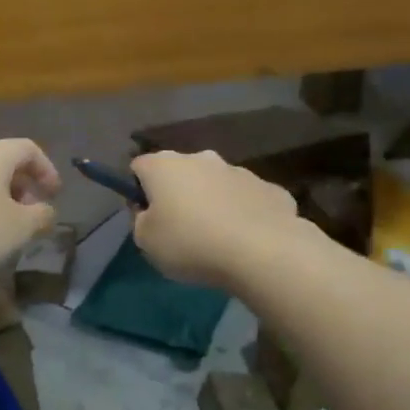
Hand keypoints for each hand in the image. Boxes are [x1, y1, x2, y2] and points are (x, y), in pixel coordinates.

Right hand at [130, 150, 300, 288]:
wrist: (262, 251)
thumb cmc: (191, 244)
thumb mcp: (146, 242)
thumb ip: (141, 221)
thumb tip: (149, 212)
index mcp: (164, 166)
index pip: (140, 167)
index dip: (138, 190)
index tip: (145, 216)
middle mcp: (201, 158)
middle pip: (180, 172)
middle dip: (178, 194)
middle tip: (180, 229)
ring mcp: (239, 170)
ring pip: (216, 184)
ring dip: (212, 203)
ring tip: (216, 239)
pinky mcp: (270, 188)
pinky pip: (247, 200)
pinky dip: (243, 214)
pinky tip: (246, 240)